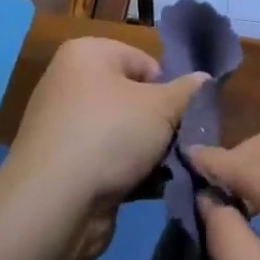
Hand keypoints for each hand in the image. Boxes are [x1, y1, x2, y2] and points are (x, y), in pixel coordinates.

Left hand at [3, 37, 206, 259]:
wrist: (53, 205)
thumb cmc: (109, 135)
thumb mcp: (161, 107)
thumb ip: (188, 92)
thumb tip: (205, 79)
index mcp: (86, 54)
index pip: (144, 61)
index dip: (169, 88)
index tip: (184, 115)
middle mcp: (70, 83)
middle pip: (135, 97)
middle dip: (162, 122)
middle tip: (183, 142)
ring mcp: (65, 127)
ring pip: (125, 131)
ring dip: (150, 150)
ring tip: (170, 168)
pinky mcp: (66, 165)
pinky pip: (110, 159)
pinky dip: (131, 171)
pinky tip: (152, 188)